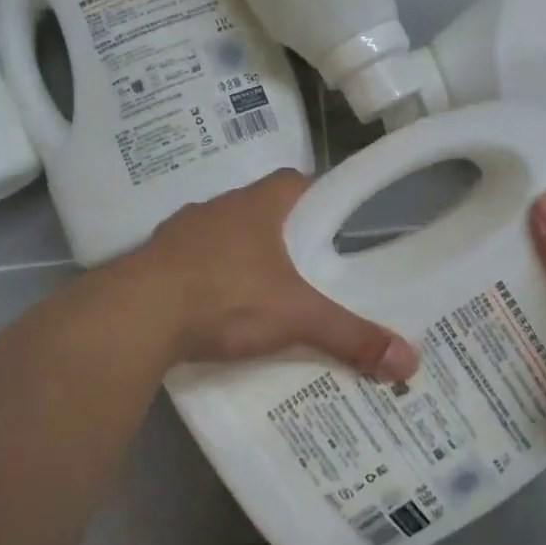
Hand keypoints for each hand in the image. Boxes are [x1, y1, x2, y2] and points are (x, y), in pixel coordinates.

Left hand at [135, 169, 418, 380]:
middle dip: (281, 234)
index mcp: (257, 205)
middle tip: (305, 269)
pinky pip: (190, 261)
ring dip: (239, 255)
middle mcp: (218, 207)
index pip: (295, 181)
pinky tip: (213, 310)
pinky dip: (205, 277)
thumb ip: (350, 336)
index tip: (331, 227)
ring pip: (222, 234)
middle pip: (259, 209)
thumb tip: (410, 362)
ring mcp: (180, 231)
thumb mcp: (296, 317)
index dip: (316, 198)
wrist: (135, 315)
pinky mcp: (153, 260)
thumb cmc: (226, 297)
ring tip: (262, 293)